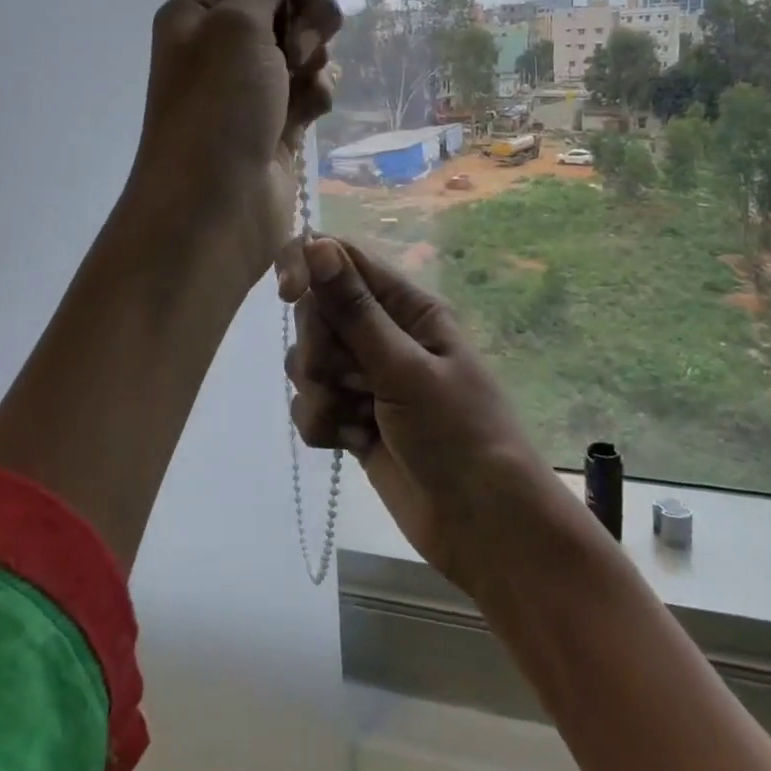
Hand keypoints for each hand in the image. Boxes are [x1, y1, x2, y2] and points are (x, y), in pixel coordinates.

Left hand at [127, 0, 346, 282]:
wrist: (213, 211)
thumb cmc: (217, 110)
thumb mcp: (236, 27)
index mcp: (198, 10)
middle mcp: (221, 42)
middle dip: (306, 11)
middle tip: (300, 43)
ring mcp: (250, 83)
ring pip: (302, 43)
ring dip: (312, 56)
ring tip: (298, 84)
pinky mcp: (275, 120)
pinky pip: (309, 87)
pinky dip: (313, 95)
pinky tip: (305, 117)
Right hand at [281, 237, 554, 591]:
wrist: (483, 527)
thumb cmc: (458, 434)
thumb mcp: (406, 369)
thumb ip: (355, 310)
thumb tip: (317, 243)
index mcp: (407, 307)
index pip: (342, 259)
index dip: (307, 266)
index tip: (287, 293)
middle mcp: (383, 334)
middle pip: (316, 312)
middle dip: (319, 349)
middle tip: (351, 381)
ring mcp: (366, 378)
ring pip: (306, 362)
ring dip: (321, 393)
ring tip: (358, 421)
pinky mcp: (352, 418)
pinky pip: (310, 404)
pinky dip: (323, 425)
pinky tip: (352, 445)